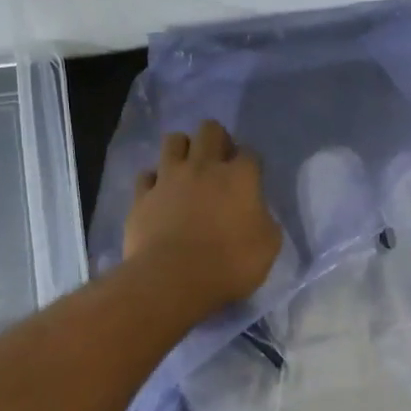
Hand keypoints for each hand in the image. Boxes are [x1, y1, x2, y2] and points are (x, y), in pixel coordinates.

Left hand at [124, 119, 281, 315]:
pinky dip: (154, 180)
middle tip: (220, 163)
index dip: (251, 163)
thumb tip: (257, 214)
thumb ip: (265, 221)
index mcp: (240, 177)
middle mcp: (203, 167)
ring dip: (183, 149)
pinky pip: (146, 175)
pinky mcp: (142, 196)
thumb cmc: (229, 265)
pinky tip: (160, 194)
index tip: (251, 179)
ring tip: (187, 169)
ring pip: (173, 140)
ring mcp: (168, 178)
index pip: (250, 153)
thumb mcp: (268, 247)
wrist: (173, 280)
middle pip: (210, 130)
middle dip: (217, 139)